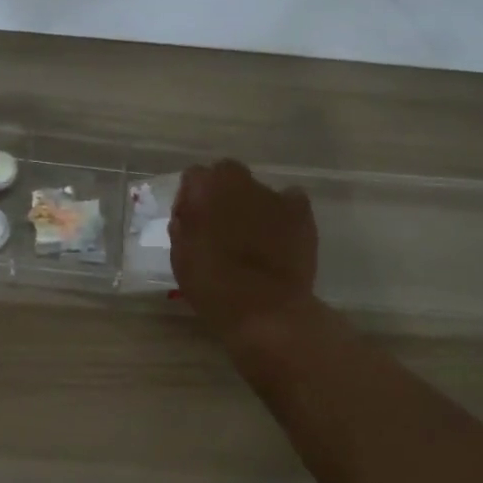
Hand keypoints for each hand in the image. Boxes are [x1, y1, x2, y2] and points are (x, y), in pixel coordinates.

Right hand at [171, 159, 317, 338]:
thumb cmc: (213, 286)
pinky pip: (290, 201)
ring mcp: (272, 194)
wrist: (265, 309)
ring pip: (258, 190)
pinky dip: (285, 213)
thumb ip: (183, 227)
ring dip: (253, 205)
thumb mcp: (181, 258)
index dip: (192, 198)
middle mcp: (238, 181)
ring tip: (255, 237)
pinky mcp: (300, 211)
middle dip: (223, 192)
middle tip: (223, 224)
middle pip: (227, 174)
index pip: (194, 177)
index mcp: (203, 189)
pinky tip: (281, 235)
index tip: (193, 221)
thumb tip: (189, 215)